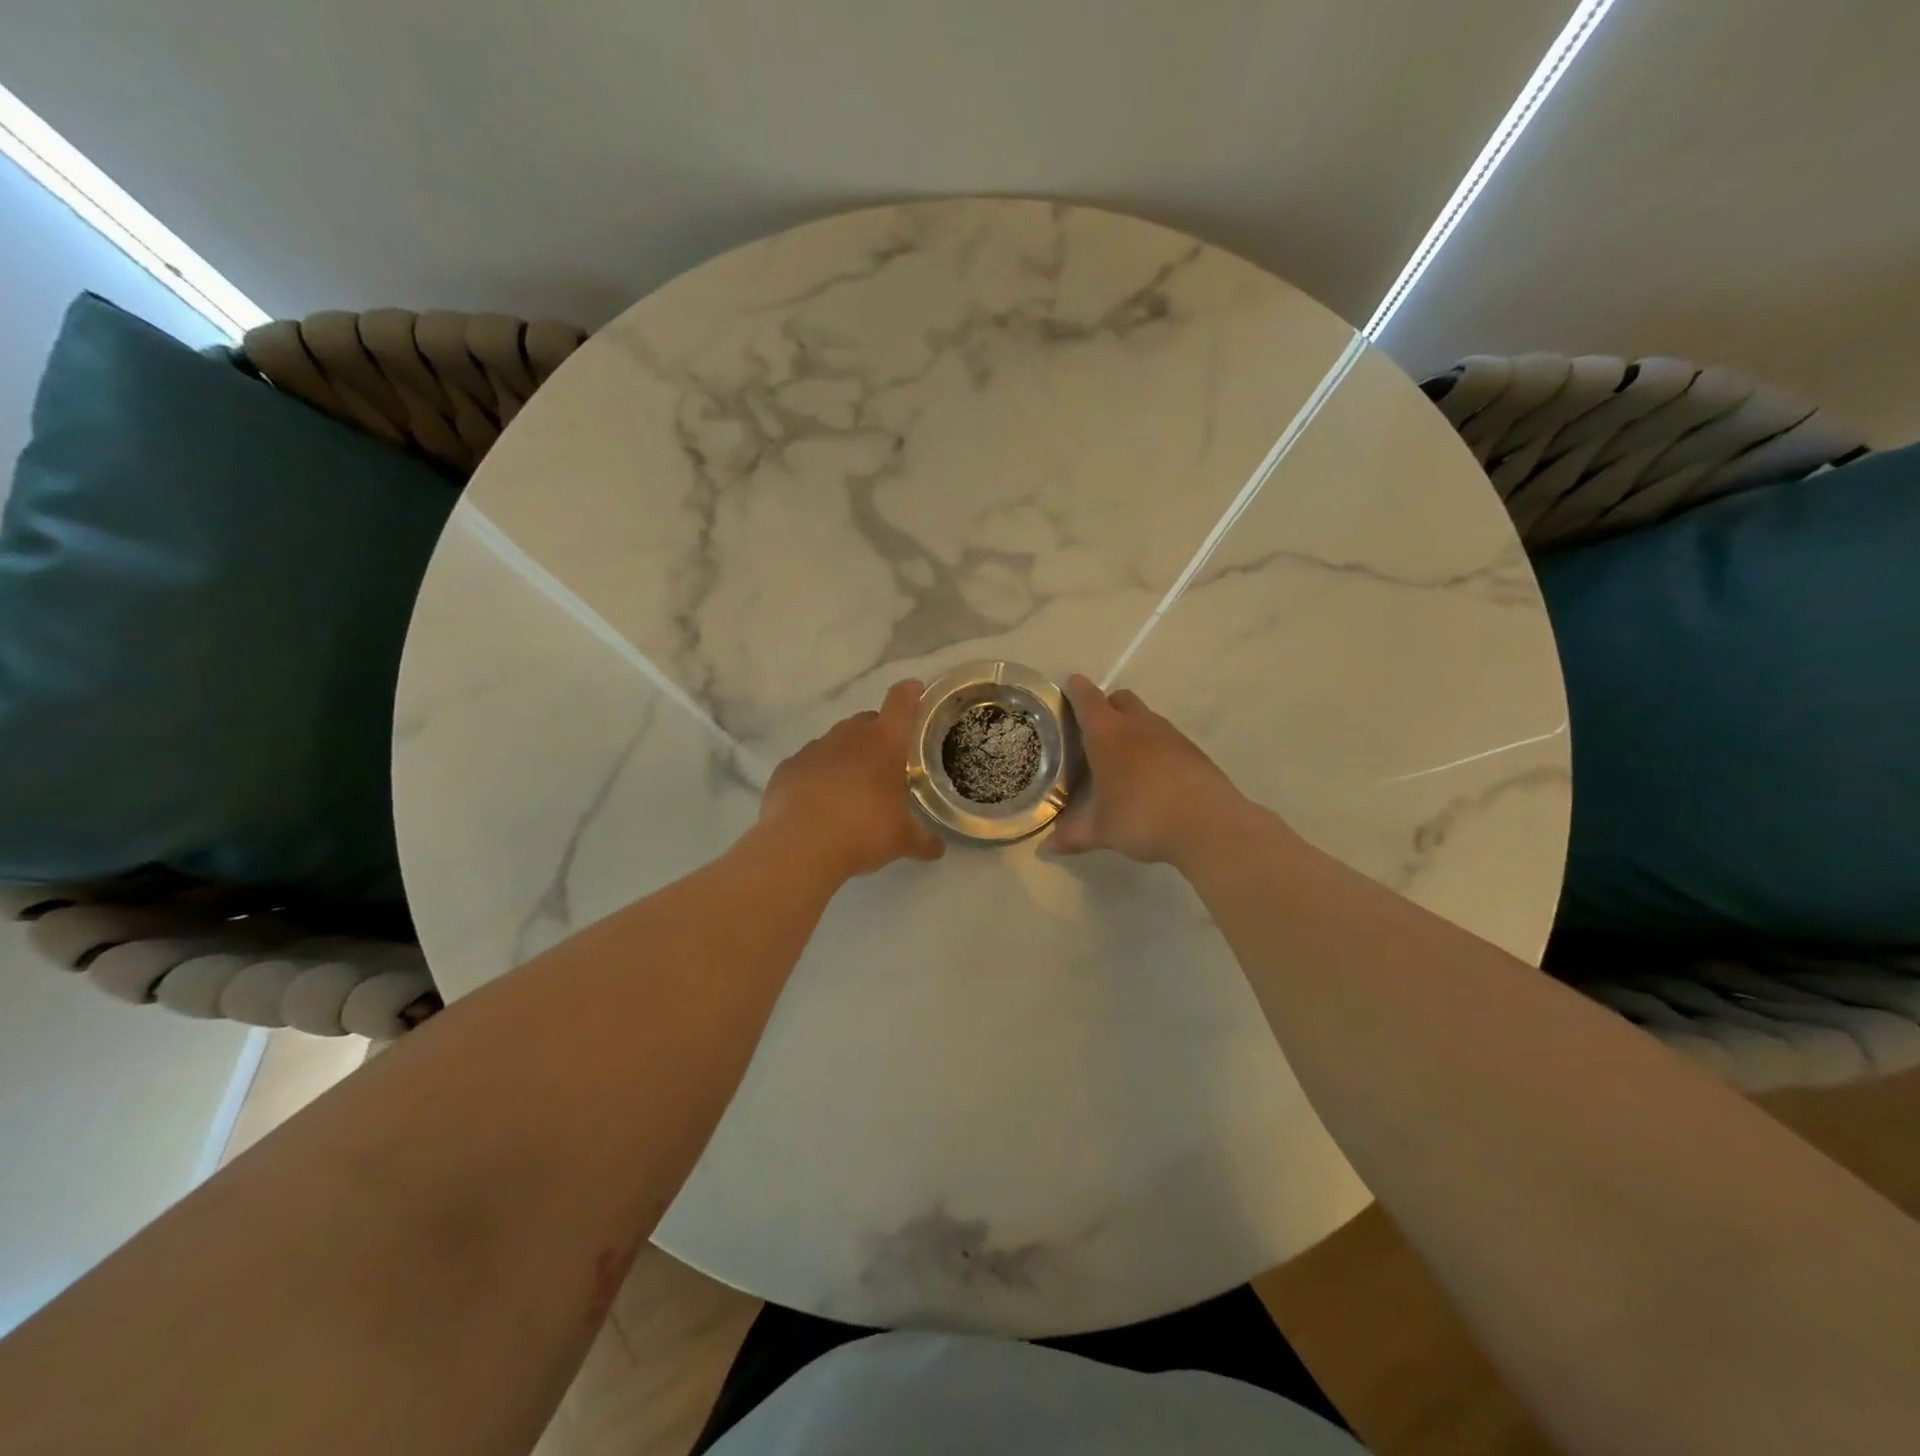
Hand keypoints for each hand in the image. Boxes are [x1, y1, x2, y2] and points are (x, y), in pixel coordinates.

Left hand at [759, 679, 946, 880]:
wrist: (800, 846)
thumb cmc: (863, 831)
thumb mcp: (902, 840)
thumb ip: (924, 841)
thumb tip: (939, 849)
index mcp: (884, 743)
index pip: (901, 702)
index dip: (910, 693)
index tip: (915, 690)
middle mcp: (849, 736)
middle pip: (866, 720)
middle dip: (877, 734)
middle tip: (884, 763)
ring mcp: (815, 749)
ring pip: (835, 741)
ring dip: (846, 755)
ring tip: (851, 787)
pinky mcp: (788, 767)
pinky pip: (808, 763)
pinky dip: (817, 775)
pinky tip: (818, 801)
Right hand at [1044, 675, 1248, 867]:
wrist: (1209, 825)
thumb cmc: (1142, 818)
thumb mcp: (1101, 831)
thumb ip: (1072, 836)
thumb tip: (1046, 849)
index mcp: (1108, 734)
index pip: (1087, 698)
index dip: (1076, 690)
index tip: (1068, 688)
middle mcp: (1138, 725)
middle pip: (1119, 699)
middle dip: (1105, 707)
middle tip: (1093, 732)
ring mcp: (1170, 735)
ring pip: (1145, 717)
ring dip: (1132, 727)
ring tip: (1122, 758)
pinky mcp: (1193, 751)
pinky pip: (1166, 738)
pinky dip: (1154, 747)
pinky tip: (1152, 777)